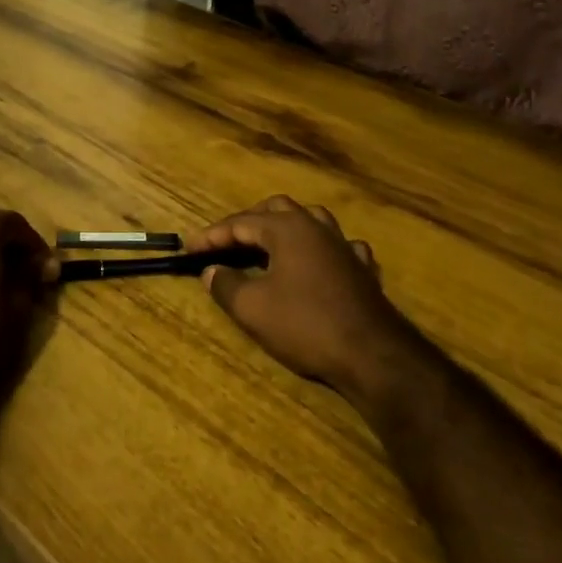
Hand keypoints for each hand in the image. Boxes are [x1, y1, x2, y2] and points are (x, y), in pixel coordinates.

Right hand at [188, 196, 422, 407]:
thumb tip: (211, 271)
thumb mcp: (252, 308)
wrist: (372, 353)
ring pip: (311, 220)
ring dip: (285, 228)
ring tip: (268, 244)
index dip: (212, 235)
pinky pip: (338, 246)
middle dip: (248, 222)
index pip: (241, 222)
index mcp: (288, 229)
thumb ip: (225, 284)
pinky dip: (319, 250)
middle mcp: (317, 227)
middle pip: (277, 209)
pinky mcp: (363, 270)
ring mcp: (344, 246)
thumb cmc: (305, 324)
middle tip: (225, 242)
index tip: (189, 247)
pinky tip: (317, 262)